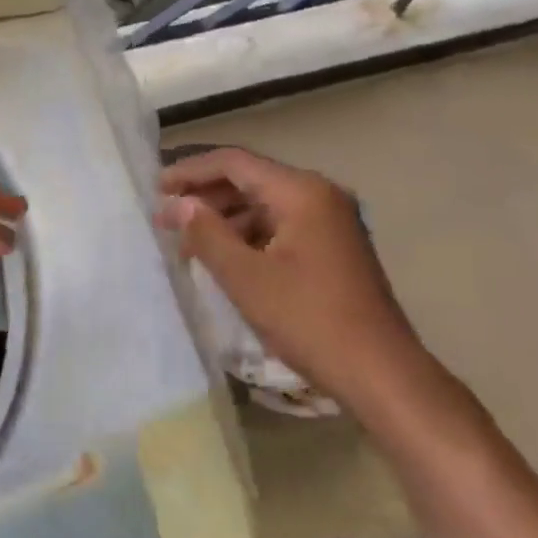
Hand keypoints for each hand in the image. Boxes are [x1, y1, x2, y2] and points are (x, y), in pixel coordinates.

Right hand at [156, 147, 417, 405]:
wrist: (381, 373)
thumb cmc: (310, 321)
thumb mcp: (247, 278)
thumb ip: (207, 234)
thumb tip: (178, 204)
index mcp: (302, 192)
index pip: (235, 163)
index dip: (191, 172)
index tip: (156, 189)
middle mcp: (319, 195)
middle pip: (250, 180)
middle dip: (205, 196)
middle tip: (165, 217)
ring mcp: (330, 221)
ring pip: (264, 204)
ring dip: (224, 218)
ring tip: (186, 240)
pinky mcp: (333, 247)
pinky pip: (280, 226)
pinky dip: (248, 235)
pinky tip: (223, 256)